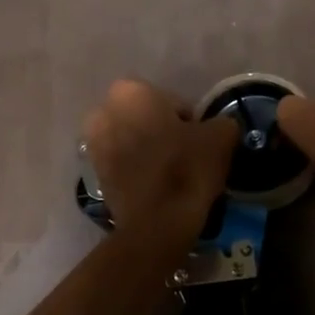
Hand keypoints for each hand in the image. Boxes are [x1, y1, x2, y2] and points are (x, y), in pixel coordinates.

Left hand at [81, 79, 237, 241]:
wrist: (157, 223)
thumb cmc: (187, 168)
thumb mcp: (221, 136)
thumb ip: (222, 122)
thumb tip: (219, 127)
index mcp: (131, 91)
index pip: (172, 102)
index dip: (191, 122)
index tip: (201, 143)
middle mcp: (103, 111)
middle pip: (147, 119)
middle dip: (164, 132)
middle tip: (187, 156)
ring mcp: (93, 144)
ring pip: (134, 141)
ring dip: (150, 151)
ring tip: (173, 174)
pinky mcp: (94, 175)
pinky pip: (124, 165)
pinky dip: (139, 171)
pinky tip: (158, 188)